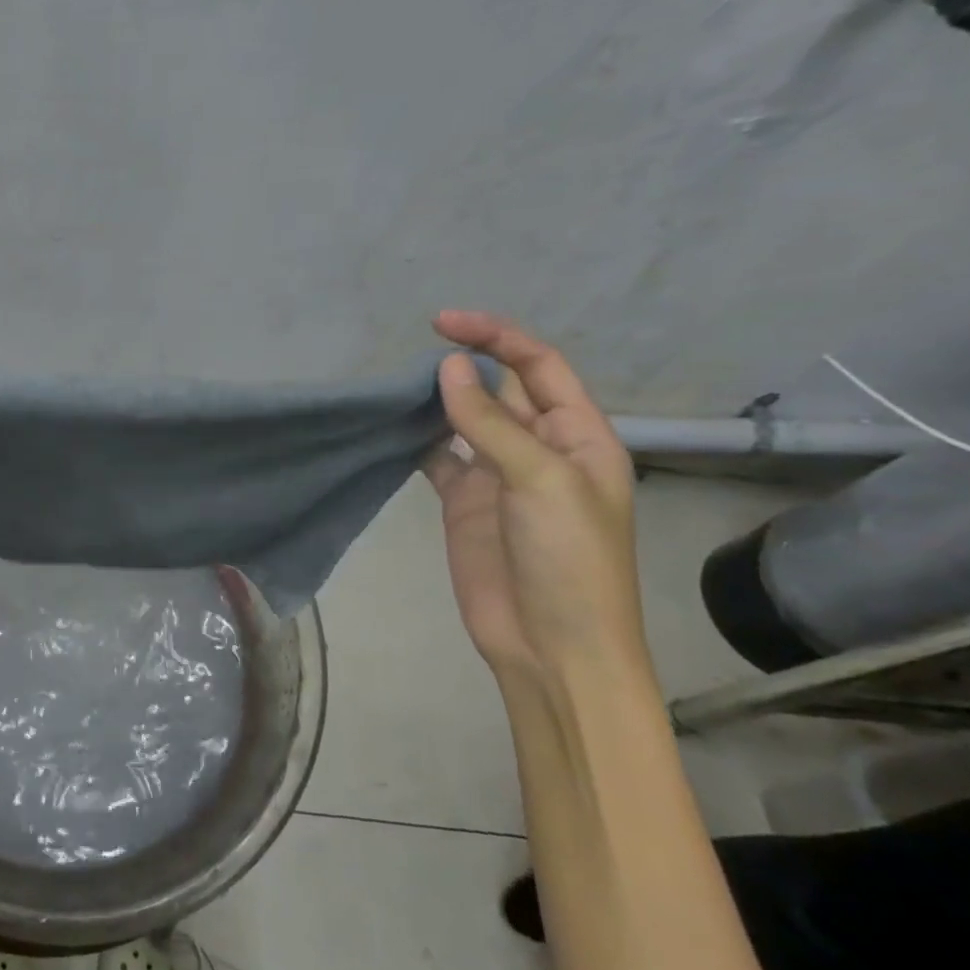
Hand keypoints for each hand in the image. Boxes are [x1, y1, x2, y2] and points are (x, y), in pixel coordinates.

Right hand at [420, 311, 646, 682]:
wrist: (551, 645)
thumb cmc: (568, 561)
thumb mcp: (540, 482)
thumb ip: (490, 424)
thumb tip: (447, 368)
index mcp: (578, 436)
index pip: (538, 367)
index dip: (496, 338)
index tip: (443, 324)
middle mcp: (538, 447)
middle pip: (501, 388)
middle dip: (464, 365)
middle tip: (412, 352)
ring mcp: (497, 476)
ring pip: (464, 420)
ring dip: (436, 400)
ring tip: (396, 384)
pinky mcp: (463, 502)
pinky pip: (437, 457)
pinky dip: (416, 439)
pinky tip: (391, 426)